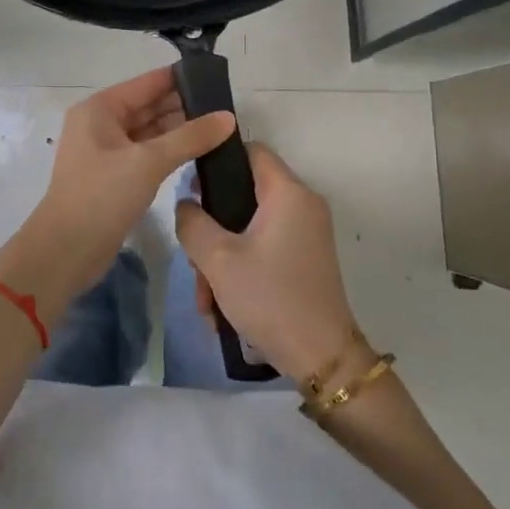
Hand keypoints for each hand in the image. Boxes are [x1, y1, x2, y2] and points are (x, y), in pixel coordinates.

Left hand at [0, 68, 234, 314]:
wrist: (66, 251)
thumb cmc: (102, 196)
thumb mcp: (149, 162)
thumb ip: (190, 137)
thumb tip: (229, 117)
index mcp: (100, 109)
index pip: (147, 83)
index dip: (180, 78)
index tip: (217, 77)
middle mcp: (101, 123)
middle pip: (148, 106)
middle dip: (184, 106)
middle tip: (227, 107)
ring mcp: (106, 151)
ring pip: (149, 131)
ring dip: (180, 130)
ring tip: (220, 128)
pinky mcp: (113, 176)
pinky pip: (146, 153)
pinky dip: (169, 151)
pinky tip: (198, 152)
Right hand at [175, 143, 361, 379]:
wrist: (323, 358)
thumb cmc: (270, 297)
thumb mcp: (217, 259)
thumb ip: (192, 222)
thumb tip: (186, 204)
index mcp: (288, 193)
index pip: (251, 150)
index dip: (218, 161)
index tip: (191, 187)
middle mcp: (303, 204)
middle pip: (246, 193)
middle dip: (213, 226)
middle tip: (193, 256)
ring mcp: (306, 232)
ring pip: (250, 226)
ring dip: (222, 256)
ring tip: (205, 297)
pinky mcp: (305, 257)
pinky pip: (264, 246)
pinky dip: (242, 267)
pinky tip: (222, 304)